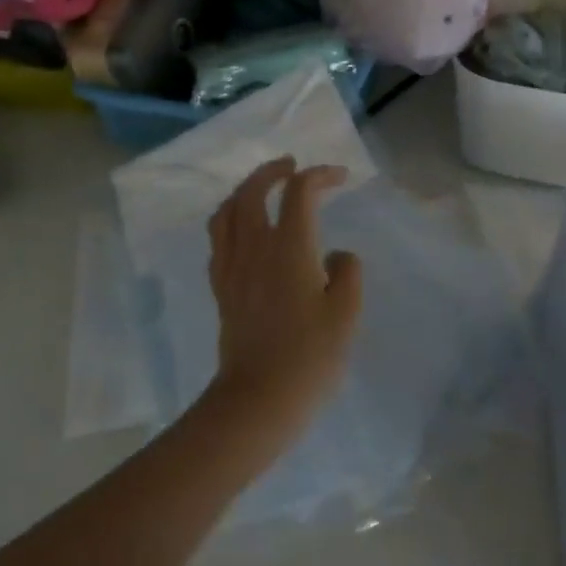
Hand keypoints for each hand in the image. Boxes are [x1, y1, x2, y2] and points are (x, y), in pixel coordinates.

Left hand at [206, 157, 363, 431]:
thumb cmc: (309, 357)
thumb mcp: (346, 314)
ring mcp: (231, 267)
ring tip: (262, 190)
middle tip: (292, 167)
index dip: (320, 176)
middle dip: (272, 171)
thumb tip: (336, 255)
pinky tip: (242, 231)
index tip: (340, 177)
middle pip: (252, 191)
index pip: (299, 193)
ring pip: (226, 212)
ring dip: (244, 191)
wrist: (259, 398)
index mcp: (289, 248)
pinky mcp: (220, 288)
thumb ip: (347, 273)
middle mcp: (254, 248)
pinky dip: (230, 220)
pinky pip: (218, 239)